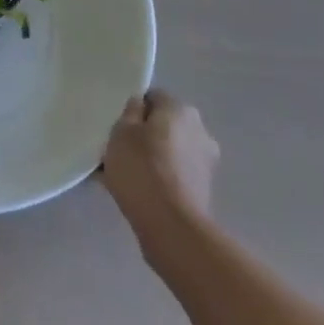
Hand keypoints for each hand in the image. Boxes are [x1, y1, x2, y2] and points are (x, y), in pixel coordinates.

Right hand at [102, 89, 218, 252]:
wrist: (171, 226)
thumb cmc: (142, 168)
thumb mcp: (121, 131)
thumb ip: (130, 112)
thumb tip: (140, 106)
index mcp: (180, 109)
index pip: (153, 98)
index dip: (134, 111)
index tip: (118, 128)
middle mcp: (199, 130)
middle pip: (164, 125)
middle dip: (145, 136)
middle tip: (120, 152)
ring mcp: (205, 162)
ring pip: (169, 152)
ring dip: (153, 159)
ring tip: (125, 177)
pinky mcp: (204, 191)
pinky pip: (174, 175)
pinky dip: (160, 180)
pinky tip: (139, 194)